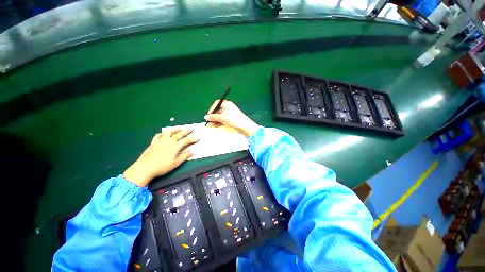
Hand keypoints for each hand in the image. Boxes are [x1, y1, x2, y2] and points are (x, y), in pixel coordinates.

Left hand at [123, 128, 198, 186]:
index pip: (186, 140)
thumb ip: (185, 156)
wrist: (145, 168)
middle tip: (191, 128)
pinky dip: (163, 133)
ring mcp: (160, 141)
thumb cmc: (162, 166)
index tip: (198, 137)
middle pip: (179, 134)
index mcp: (175, 146)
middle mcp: (169, 141)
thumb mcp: (176, 163)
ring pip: (169, 132)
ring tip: (180, 127)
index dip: (193, 139)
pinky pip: (159, 135)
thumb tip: (193, 151)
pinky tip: (164, 133)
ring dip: (176, 129)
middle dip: (186, 131)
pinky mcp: (153, 142)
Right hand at [204, 100, 258, 136]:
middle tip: (209, 122)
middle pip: (218, 110)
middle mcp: (228, 107)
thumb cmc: (233, 119)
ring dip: (215, 120)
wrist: (244, 126)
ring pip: (221, 116)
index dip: (211, 109)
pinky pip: (224, 119)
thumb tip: (206, 117)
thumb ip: (213, 117)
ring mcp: (231, 113)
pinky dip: (220, 122)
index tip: (208, 115)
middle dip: (213, 116)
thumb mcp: (221, 118)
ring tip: (211, 126)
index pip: (216, 103)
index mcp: (226, 104)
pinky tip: (216, 126)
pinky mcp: (232, 118)